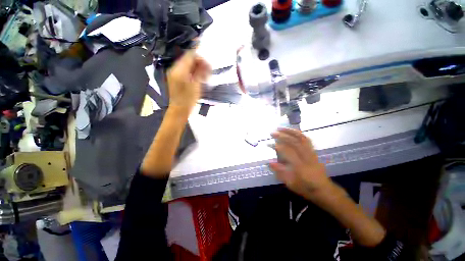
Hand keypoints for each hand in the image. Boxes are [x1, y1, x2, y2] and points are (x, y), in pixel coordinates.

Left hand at [167, 51, 210, 112]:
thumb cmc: (188, 99)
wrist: (179, 110)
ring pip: (188, 65)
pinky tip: (200, 79)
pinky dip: (194, 73)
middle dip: (200, 64)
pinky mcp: (177, 78)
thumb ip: (200, 72)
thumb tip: (205, 62)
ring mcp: (175, 73)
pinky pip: (186, 71)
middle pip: (189, 60)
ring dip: (198, 69)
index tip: (209, 65)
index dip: (200, 58)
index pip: (190, 55)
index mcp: (179, 70)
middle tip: (209, 72)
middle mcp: (175, 69)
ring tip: (206, 76)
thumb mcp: (196, 85)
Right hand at [270, 128, 335, 203]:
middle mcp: (307, 158)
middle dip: (282, 136)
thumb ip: (280, 172)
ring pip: (302, 138)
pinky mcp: (313, 152)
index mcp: (301, 167)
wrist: (324, 189)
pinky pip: (306, 140)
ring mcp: (311, 153)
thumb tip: (269, 162)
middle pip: (295, 142)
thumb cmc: (306, 188)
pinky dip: (298, 134)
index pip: (288, 152)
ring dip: (290, 132)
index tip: (269, 144)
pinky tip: (291, 131)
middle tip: (272, 133)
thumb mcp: (291, 184)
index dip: (278, 146)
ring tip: (280, 128)